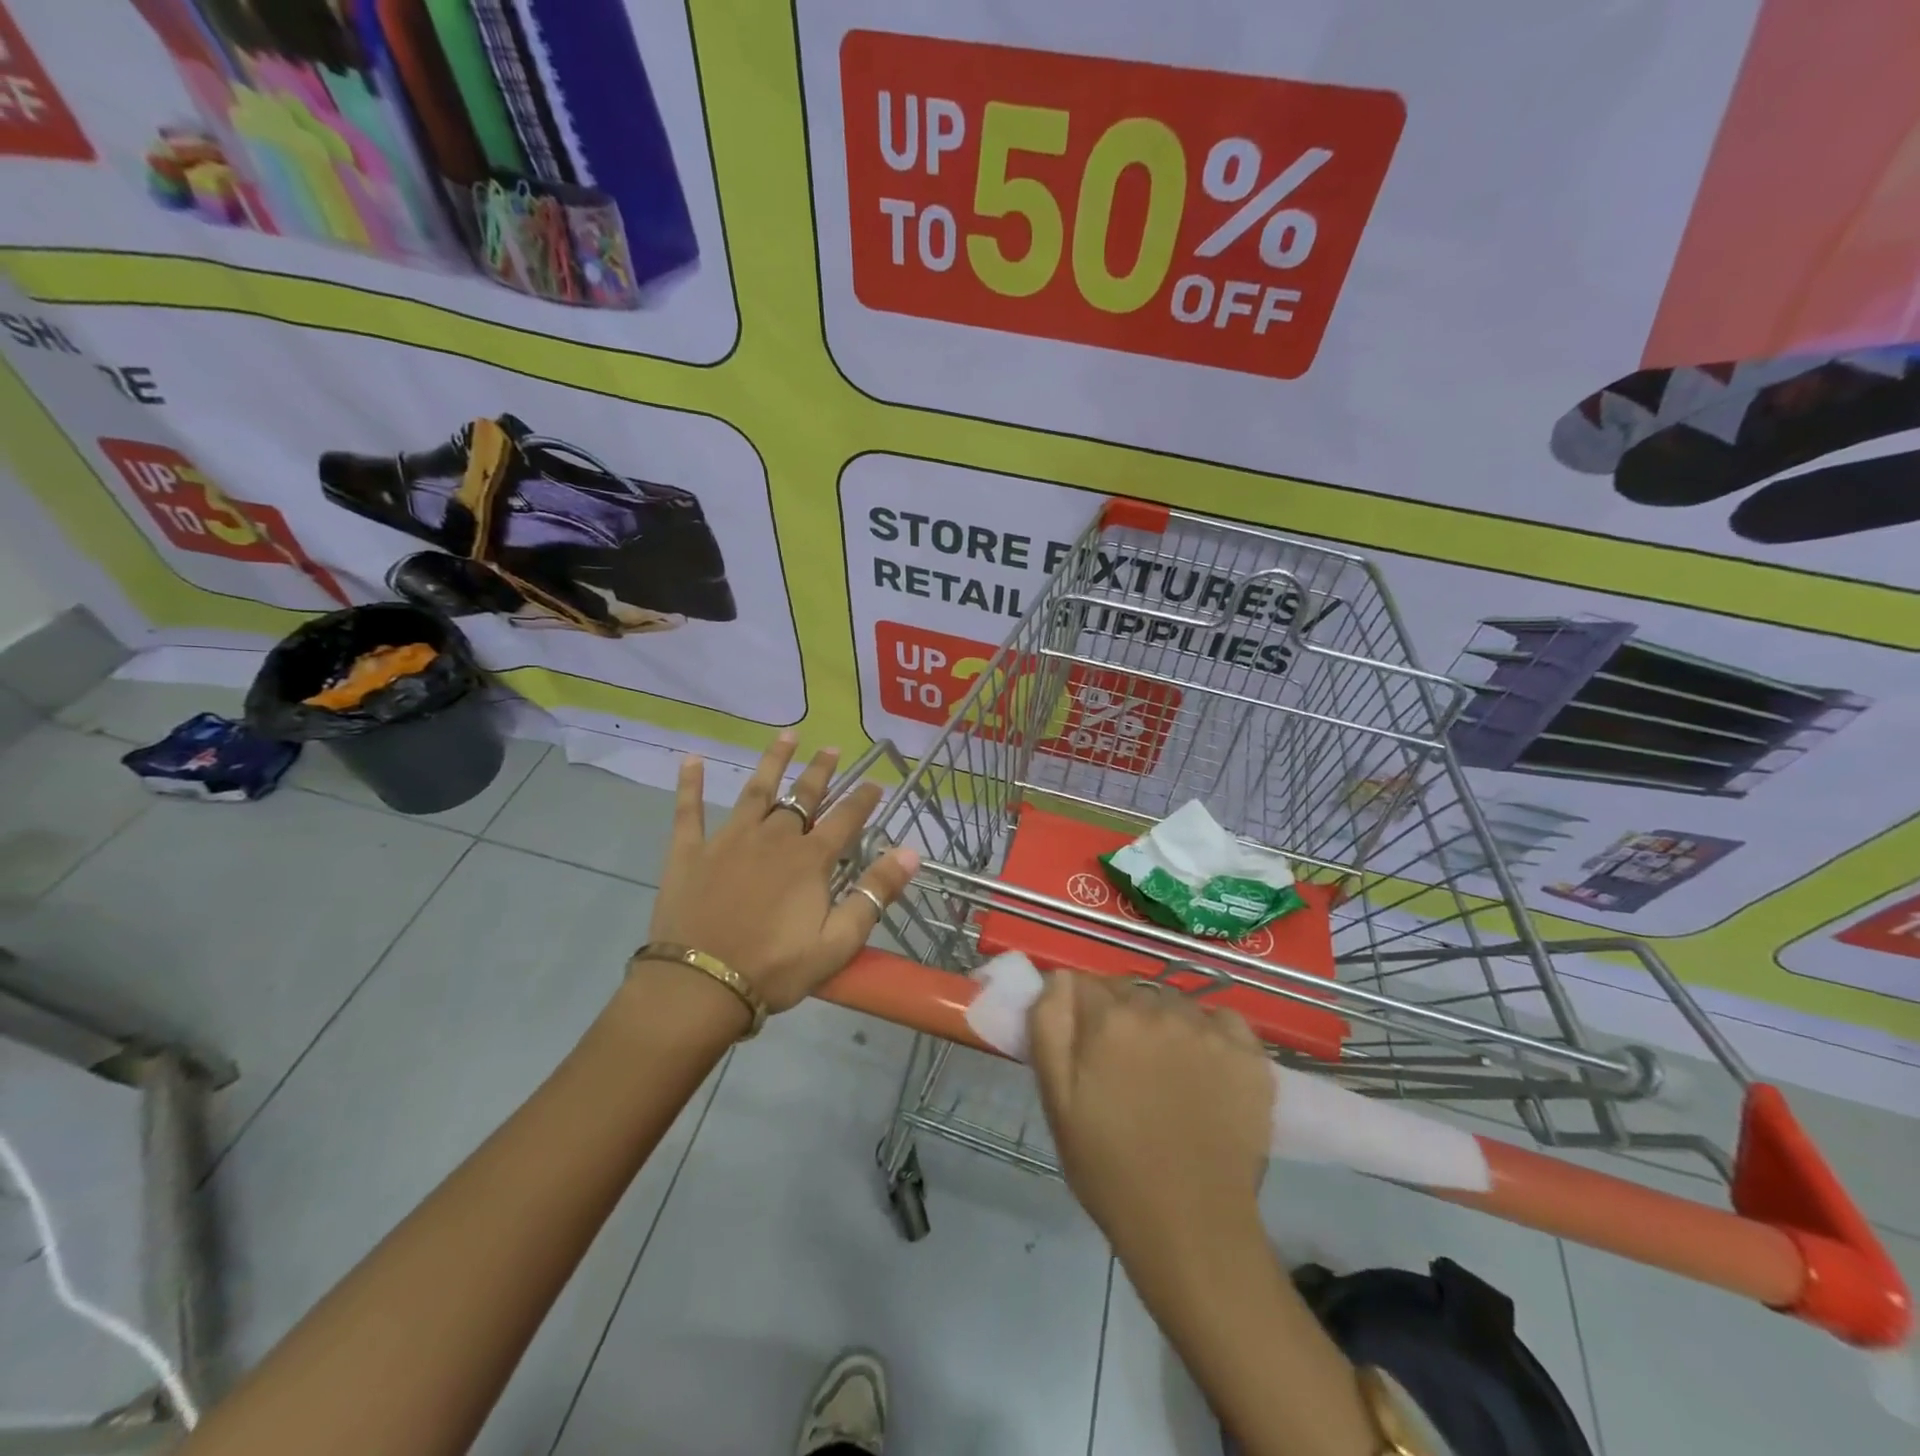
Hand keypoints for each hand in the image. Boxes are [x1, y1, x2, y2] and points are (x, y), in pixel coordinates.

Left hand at [646, 733, 919, 1011]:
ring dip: (773, 762)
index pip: (845, 819)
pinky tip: (691, 759)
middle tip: (832, 748)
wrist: (700, 986)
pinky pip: (689, 811)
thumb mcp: (838, 941)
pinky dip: (690, 785)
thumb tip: (911, 852)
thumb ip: (875, 893)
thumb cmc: (775, 968)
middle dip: (820, 772)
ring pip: (756, 791)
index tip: (877, 782)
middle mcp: (773, 838)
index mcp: (809, 860)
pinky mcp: (690, 853)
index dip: (863, 799)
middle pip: (802, 798)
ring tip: (786, 736)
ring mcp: (729, 841)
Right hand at [1029, 974, 1273, 1253]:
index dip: (1080, 1010)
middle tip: (1121, 1065)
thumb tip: (1058, 977)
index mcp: (1110, 1019)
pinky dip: (1210, 1034)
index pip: (1085, 984)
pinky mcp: (1250, 1055)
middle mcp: (1161, 1010)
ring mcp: (1210, 1031)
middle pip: (1131, 991)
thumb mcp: (1057, 1100)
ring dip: (1163, 1023)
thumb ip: (1049, 1025)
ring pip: (1175, 1004)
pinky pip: (1222, 1020)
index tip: (1083, 1042)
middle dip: (1120, 1015)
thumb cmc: (1110, 1168)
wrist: (1191, 1228)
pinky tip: (1205, 1069)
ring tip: (1164, 1073)